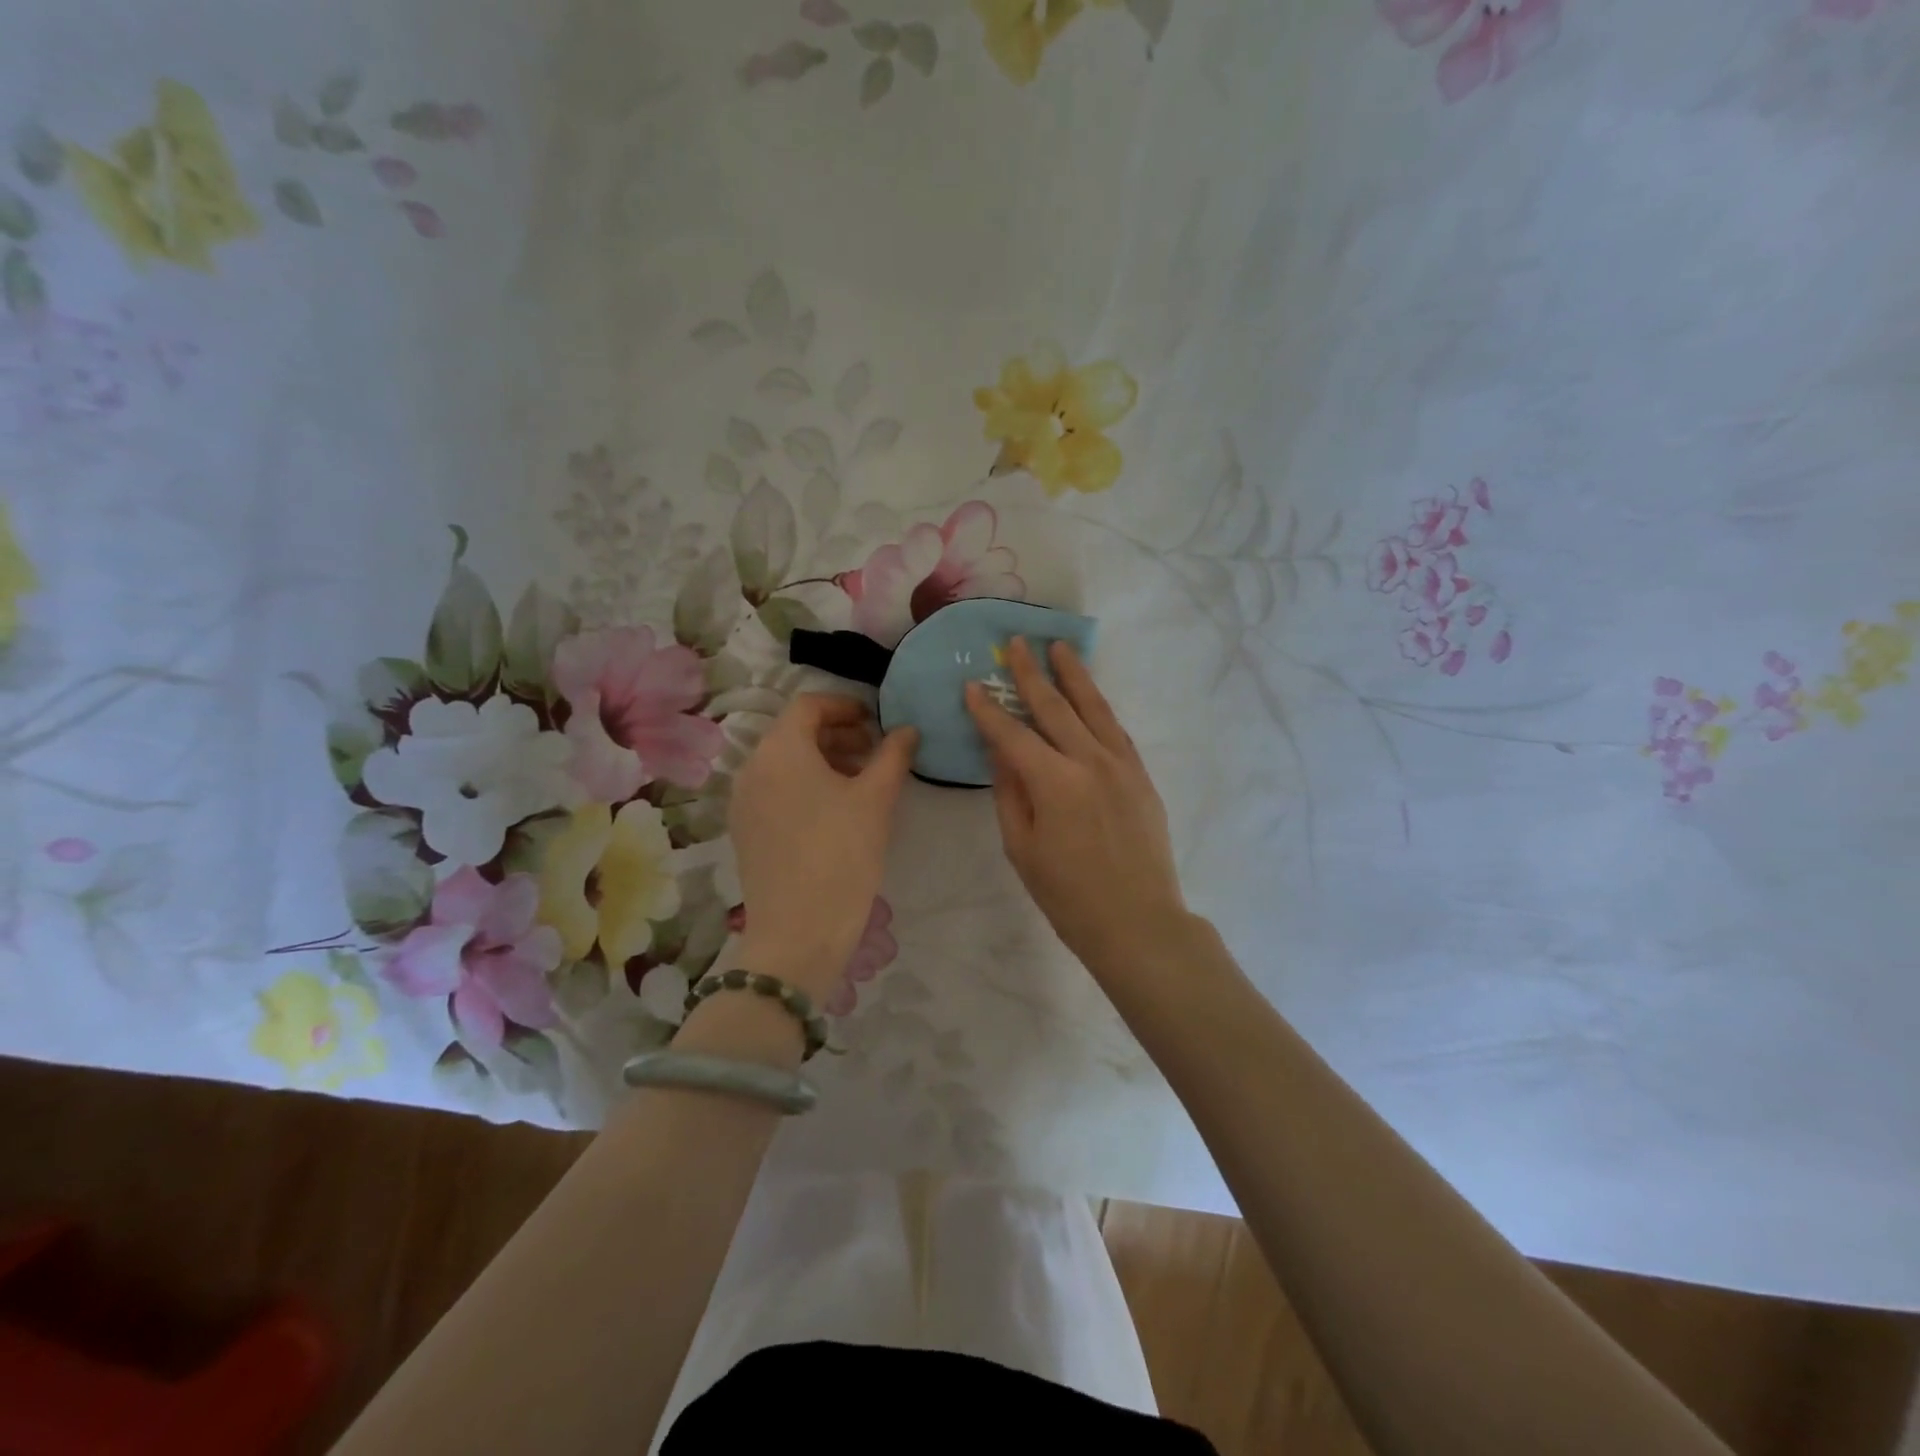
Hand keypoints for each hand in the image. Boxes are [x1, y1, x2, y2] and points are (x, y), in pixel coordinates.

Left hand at [727, 693, 916, 999]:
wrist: (799, 931)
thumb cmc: (842, 854)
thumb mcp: (876, 799)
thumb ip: (893, 755)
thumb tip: (907, 729)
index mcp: (780, 749)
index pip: (809, 705)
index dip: (845, 706)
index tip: (876, 722)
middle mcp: (752, 767)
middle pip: (794, 733)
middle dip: (837, 734)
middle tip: (874, 752)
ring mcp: (743, 801)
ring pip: (784, 763)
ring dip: (822, 760)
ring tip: (860, 782)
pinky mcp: (744, 830)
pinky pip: (774, 790)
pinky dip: (804, 786)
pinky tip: (834, 811)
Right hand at [965, 638, 1187, 975]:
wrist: (1138, 923)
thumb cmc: (1069, 896)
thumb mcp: (1022, 849)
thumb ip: (1009, 794)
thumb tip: (1001, 752)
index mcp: (1053, 782)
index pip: (1012, 735)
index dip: (988, 710)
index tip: (972, 686)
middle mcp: (1089, 761)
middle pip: (1054, 707)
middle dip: (1030, 674)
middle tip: (1015, 644)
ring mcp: (1121, 765)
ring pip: (1093, 708)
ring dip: (1073, 675)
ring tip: (1059, 647)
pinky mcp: (1141, 776)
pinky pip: (1116, 730)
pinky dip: (1099, 707)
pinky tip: (1090, 695)